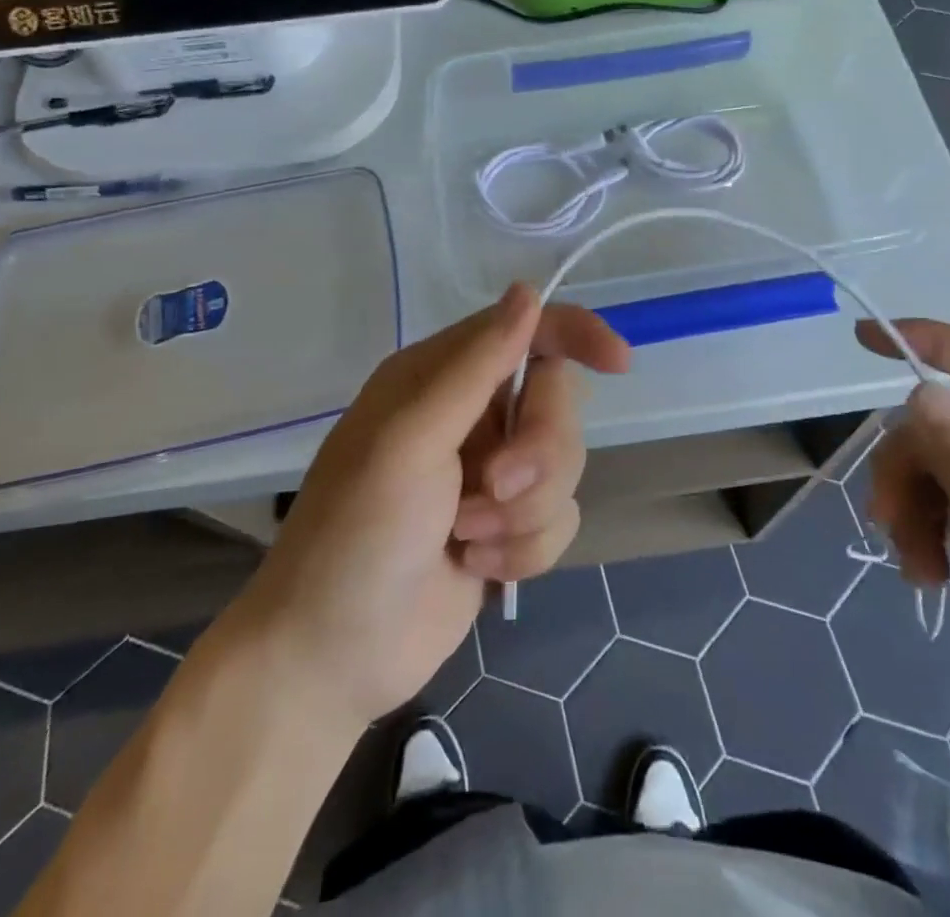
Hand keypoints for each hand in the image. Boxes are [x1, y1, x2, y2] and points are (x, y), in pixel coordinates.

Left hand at [238, 285, 629, 731]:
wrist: (331, 658)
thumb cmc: (356, 534)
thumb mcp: (410, 440)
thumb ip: (475, 366)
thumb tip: (528, 291)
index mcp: (442, 377)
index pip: (527, 330)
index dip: (576, 335)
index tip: (618, 363)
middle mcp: (472, 416)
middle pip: (557, 403)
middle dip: (539, 452)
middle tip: (493, 487)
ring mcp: (492, 474)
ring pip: (566, 466)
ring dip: (525, 511)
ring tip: (470, 540)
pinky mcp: (509, 529)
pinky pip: (561, 519)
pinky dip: (526, 550)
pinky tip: (478, 571)